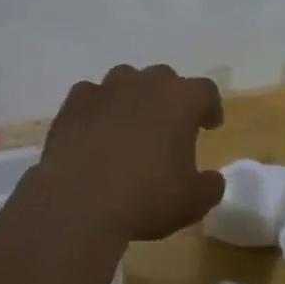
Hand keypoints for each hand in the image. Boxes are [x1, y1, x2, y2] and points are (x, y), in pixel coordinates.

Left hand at [38, 65, 225, 242]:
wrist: (78, 205)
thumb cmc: (146, 199)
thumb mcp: (193, 202)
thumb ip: (210, 186)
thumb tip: (212, 179)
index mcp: (180, 100)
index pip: (205, 91)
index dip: (209, 107)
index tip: (208, 126)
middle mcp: (143, 84)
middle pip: (164, 78)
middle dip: (170, 99)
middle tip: (169, 127)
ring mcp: (104, 90)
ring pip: (125, 80)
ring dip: (133, 97)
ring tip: (130, 126)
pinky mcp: (72, 105)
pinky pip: (90, 96)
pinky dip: (97, 109)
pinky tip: (95, 132)